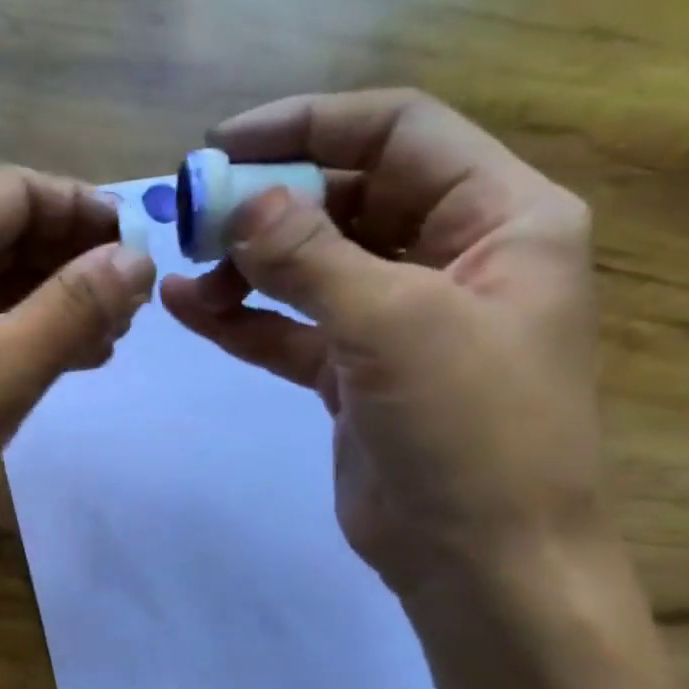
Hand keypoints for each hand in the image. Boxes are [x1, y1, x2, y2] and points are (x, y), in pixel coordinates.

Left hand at [0, 166, 155, 589]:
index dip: (82, 208)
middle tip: (131, 305)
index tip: (139, 245)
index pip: (16, 192)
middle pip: (4, 236)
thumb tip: (135, 259)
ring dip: (52, 304)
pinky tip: (63, 366)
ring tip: (111, 338)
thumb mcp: (2, 369)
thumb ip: (73, 308)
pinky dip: (21, 341)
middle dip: (72, 260)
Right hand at [161, 90, 601, 600]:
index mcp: (501, 218)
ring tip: (187, 277)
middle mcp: (455, 256)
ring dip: (248, 265)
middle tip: (194, 220)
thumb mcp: (395, 326)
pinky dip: (245, 319)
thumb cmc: (470, 430)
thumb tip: (242, 202)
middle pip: (348, 198)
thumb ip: (312, 257)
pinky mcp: (358, 373)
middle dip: (270, 205)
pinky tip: (190, 310)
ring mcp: (401, 319)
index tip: (223, 146)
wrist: (482, 562)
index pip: (399, 133)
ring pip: (314, 265)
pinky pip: (294, 327)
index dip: (310, 126)